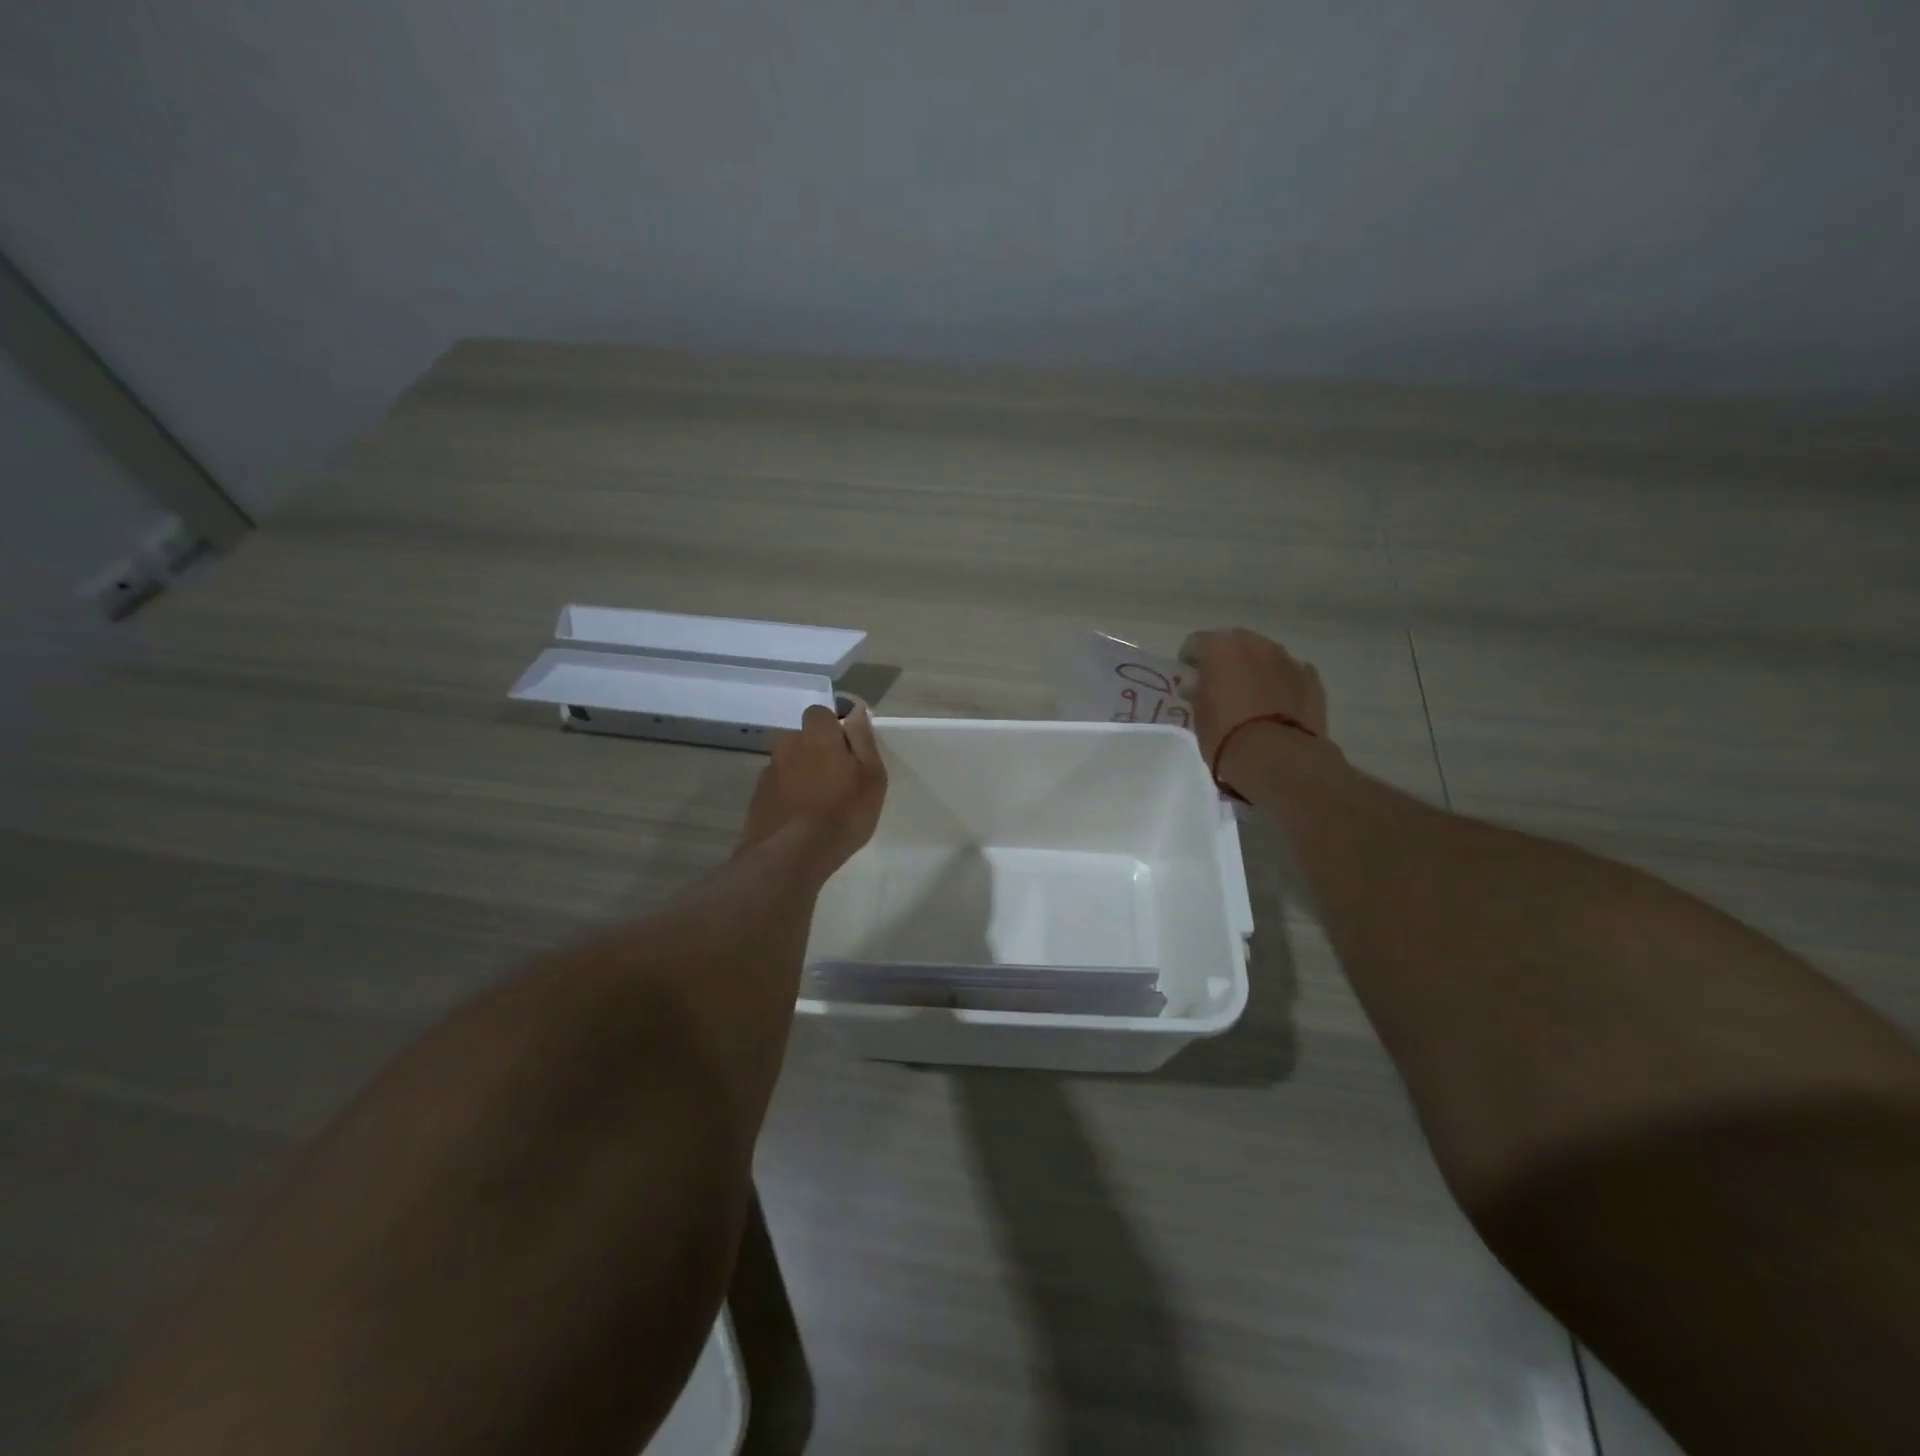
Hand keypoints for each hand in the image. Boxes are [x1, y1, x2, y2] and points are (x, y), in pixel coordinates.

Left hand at [738, 701, 886, 879]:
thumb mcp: (870, 776)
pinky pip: (778, 788)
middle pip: (804, 739)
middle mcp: (787, 746)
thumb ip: (862, 739)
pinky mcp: (757, 799)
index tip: (848, 749)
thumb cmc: (842, 813)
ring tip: (819, 805)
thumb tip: (856, 709)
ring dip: (802, 775)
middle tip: (838, 780)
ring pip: (790, 765)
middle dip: (818, 751)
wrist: (789, 857)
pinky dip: (789, 797)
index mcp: (817, 735)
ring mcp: (768, 773)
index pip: (820, 713)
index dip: (834, 726)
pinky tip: (801, 820)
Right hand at [1178, 628, 1329, 789]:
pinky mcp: (1311, 678)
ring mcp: (1287, 658)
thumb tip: (1197, 684)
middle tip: (1220, 686)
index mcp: (1220, 648)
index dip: (1189, 660)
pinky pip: (1289, 674)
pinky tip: (1278, 707)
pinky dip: (1281, 684)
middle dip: (1226, 660)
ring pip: (1265, 656)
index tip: (1188, 678)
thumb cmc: (1226, 734)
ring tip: (1251, 698)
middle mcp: (1255, 644)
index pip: (1196, 642)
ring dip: (1255, 670)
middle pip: (1234, 643)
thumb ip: (1198, 692)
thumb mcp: (1199, 714)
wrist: (1277, 757)